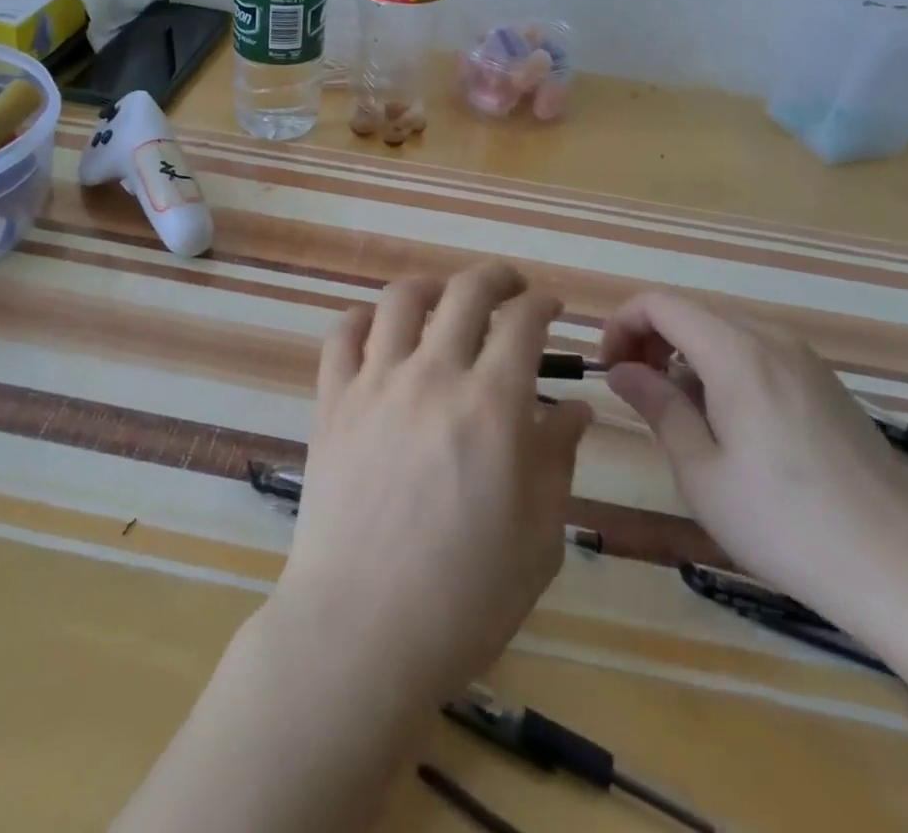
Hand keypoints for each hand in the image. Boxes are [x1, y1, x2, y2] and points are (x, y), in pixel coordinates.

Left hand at [268, 263, 594, 705]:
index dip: (542, 304)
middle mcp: (433, 375)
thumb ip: (558, 458)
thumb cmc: (465, 596)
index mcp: (492, 405)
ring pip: (400, 298)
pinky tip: (377, 330)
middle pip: (465, 291)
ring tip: (443, 299)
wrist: (362, 630)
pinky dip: (362, 319)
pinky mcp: (331, 401)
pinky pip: (341, 335)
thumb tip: (576, 408)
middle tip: (509, 286)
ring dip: (430, 286)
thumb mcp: (538, 535)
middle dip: (496, 277)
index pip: (522, 322)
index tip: (550, 308)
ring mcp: (375, 383)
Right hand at [600, 292, 907, 644]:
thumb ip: (657, 406)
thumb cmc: (786, 525)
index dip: (622, 325)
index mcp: (736, 353)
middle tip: (636, 392)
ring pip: (724, 331)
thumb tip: (620, 369)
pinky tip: (730, 424)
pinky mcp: (826, 385)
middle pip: (692, 312)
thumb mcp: (701, 471)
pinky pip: (757, 353)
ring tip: (680, 413)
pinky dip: (723, 367)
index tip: (610, 370)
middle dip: (651, 339)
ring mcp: (806, 361)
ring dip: (686, 354)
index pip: (660, 303)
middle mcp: (772, 340)